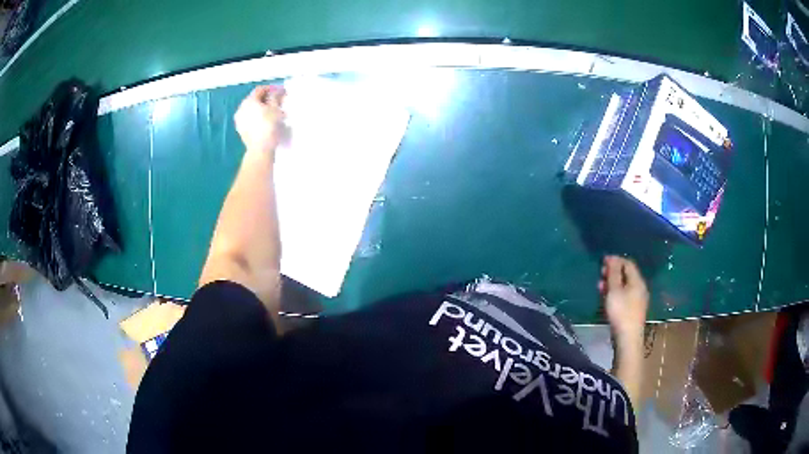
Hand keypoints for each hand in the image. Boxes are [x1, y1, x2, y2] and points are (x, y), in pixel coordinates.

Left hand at [234, 86, 286, 154]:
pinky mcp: (241, 130)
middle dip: (266, 99)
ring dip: (262, 109)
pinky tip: (266, 122)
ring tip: (273, 113)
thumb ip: (276, 97)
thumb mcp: (276, 108)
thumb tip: (277, 91)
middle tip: (277, 102)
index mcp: (249, 100)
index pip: (260, 90)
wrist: (260, 149)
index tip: (281, 92)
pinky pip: (250, 119)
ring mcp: (239, 120)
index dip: (271, 89)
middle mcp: (241, 108)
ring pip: (252, 110)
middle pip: (255, 100)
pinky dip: (257, 118)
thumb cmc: (269, 125)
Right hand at [599, 256, 648, 339]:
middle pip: (627, 274)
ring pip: (625, 286)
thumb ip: (613, 273)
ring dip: (613, 283)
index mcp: (637, 281)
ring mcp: (638, 300)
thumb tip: (613, 258)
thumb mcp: (614, 291)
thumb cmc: (621, 312)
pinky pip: (625, 295)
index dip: (615, 260)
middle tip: (600, 274)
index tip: (602, 262)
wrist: (628, 338)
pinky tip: (607, 298)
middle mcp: (640, 288)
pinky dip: (616, 293)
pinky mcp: (633, 310)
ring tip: (600, 287)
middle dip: (613, 272)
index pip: (628, 263)